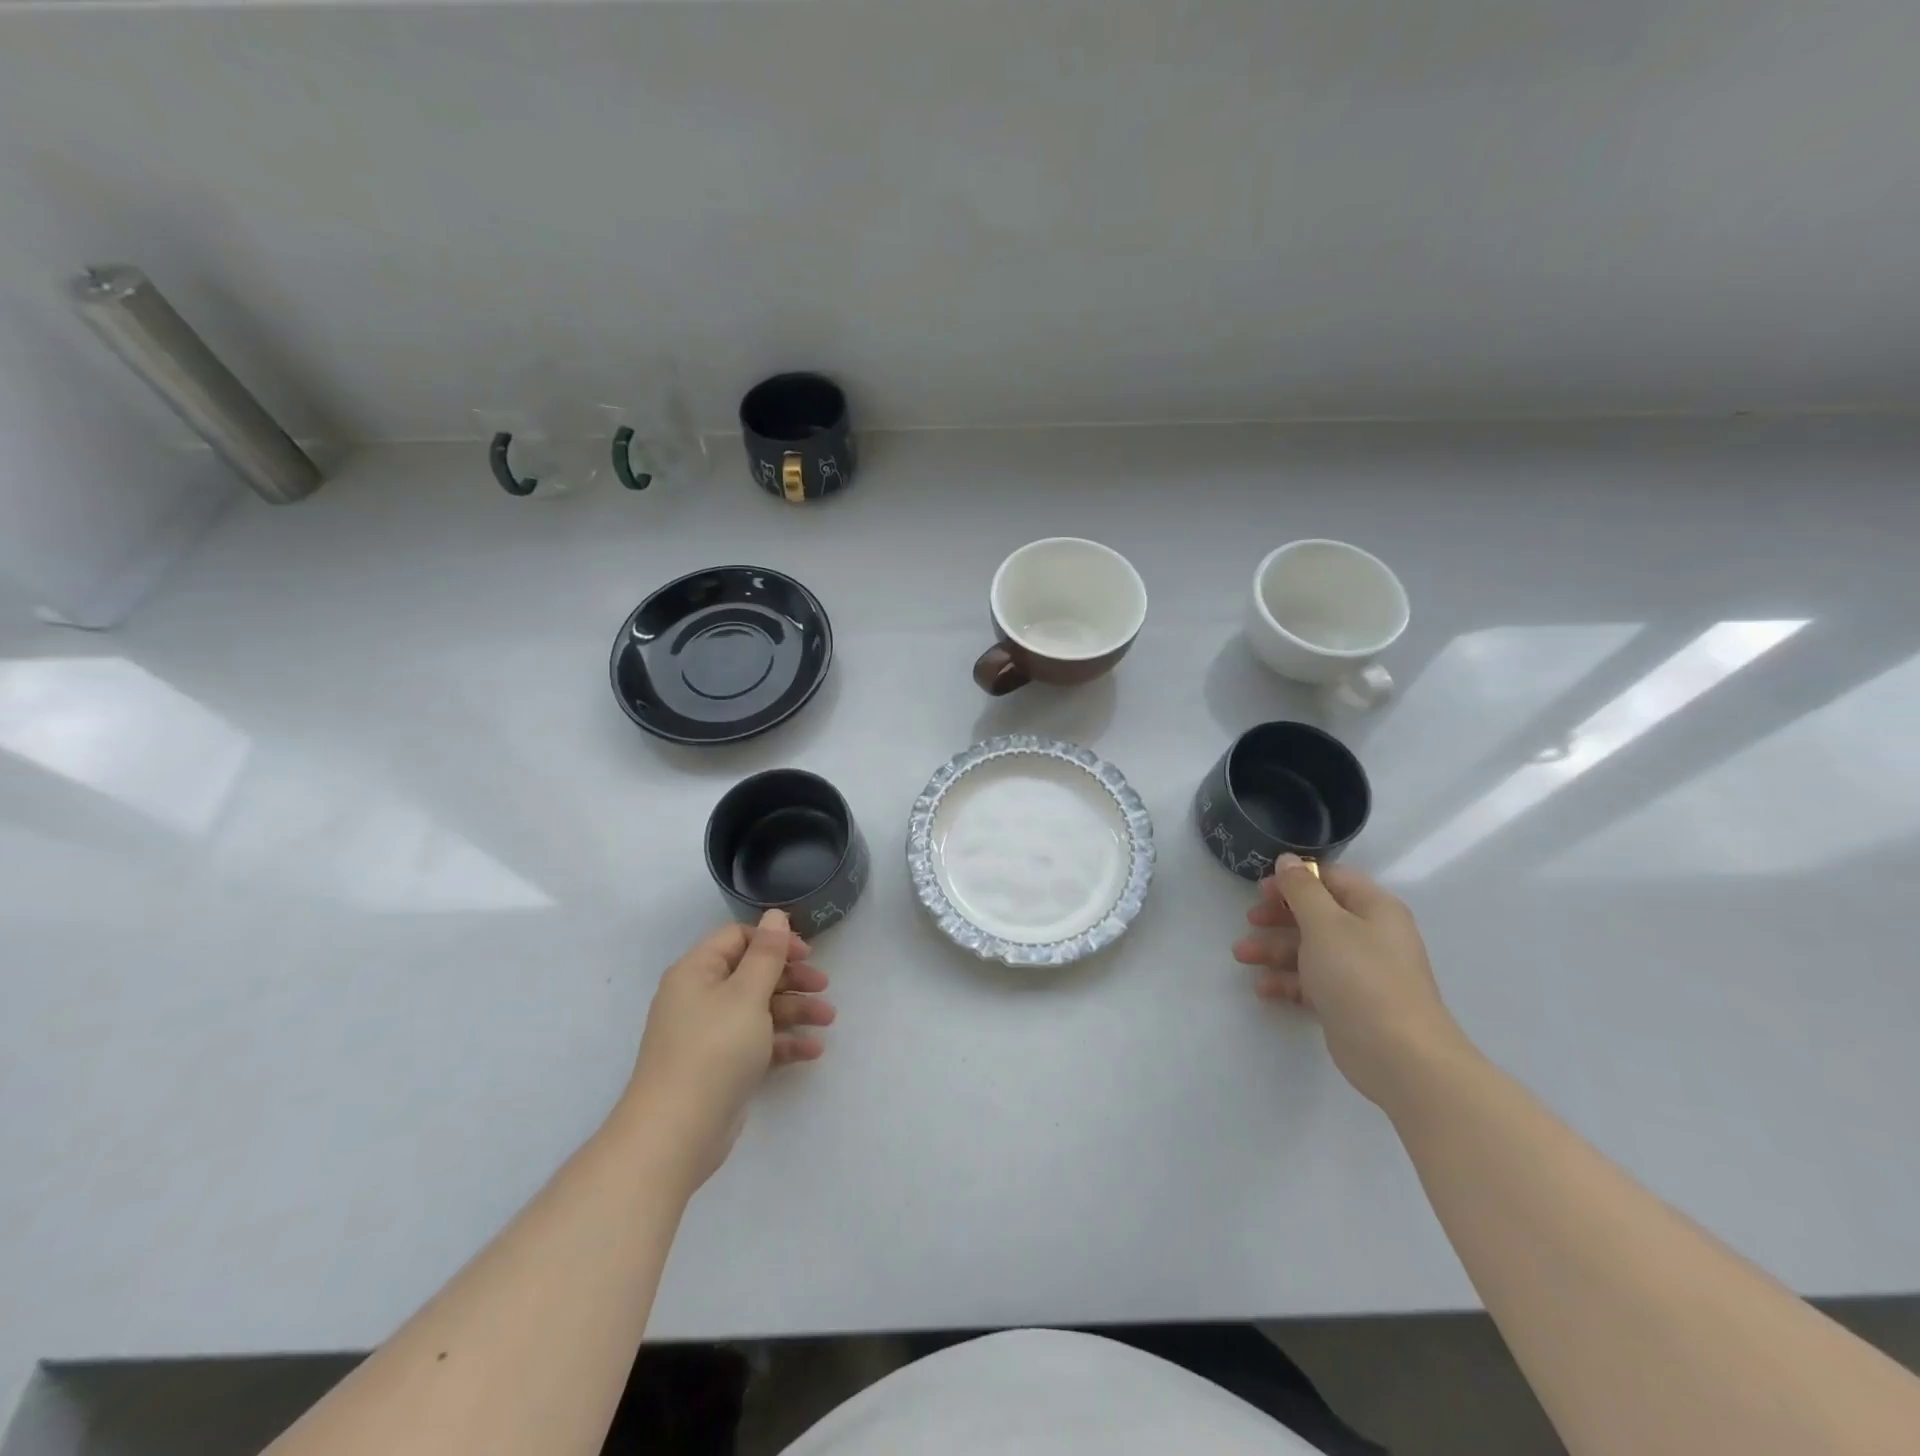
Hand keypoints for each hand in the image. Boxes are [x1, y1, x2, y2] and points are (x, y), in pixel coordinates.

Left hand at [623, 910, 833, 1186]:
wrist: (675, 1134)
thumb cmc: (713, 1050)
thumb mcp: (747, 994)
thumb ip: (766, 953)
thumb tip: (775, 915)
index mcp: (697, 972)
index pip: (737, 939)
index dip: (774, 941)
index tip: (807, 954)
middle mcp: (699, 997)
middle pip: (752, 974)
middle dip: (791, 978)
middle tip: (824, 987)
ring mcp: (709, 1034)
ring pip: (758, 1009)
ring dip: (794, 1010)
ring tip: (828, 1020)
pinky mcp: (720, 1067)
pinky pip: (757, 1042)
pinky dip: (783, 1042)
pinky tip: (812, 1051)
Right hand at [1234, 855, 1466, 1108]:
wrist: (1399, 1055)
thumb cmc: (1360, 976)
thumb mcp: (1325, 923)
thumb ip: (1301, 889)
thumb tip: (1288, 860)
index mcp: (1373, 908)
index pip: (1331, 879)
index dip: (1294, 879)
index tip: (1260, 889)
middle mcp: (1370, 935)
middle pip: (1317, 914)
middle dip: (1279, 917)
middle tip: (1249, 921)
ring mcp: (1360, 971)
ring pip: (1310, 949)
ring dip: (1274, 949)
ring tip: (1242, 956)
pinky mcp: (1349, 1002)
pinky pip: (1312, 981)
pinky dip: (1287, 981)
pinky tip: (1262, 988)